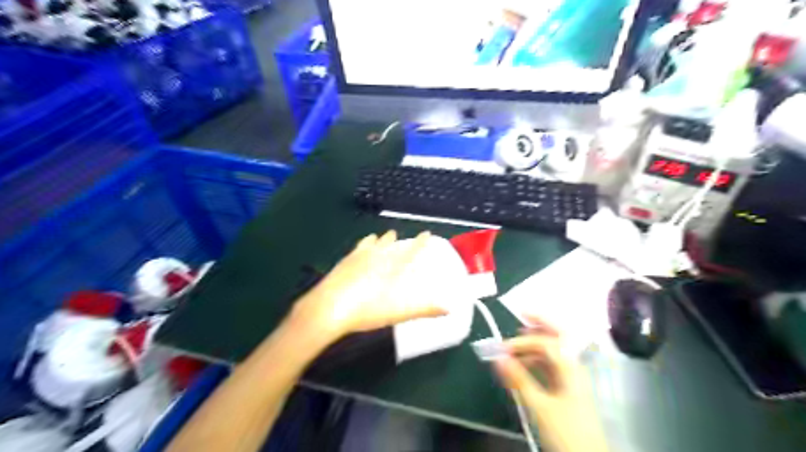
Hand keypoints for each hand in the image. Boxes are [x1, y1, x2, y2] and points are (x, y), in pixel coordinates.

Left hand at [293, 232, 450, 339]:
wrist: (329, 308)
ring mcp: (358, 258)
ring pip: (372, 243)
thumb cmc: (366, 310)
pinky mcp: (343, 263)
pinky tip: (359, 247)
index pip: (410, 251)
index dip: (420, 242)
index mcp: (391, 267)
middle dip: (396, 239)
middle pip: (389, 244)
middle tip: (398, 235)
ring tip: (381, 236)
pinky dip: (363, 244)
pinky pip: (357, 248)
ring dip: (379, 239)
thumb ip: (424, 309)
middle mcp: (377, 257)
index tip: (427, 232)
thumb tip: (449, 308)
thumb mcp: (399, 313)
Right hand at [494, 317, 607, 451]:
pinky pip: (551, 365)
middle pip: (559, 336)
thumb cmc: (568, 433)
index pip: (546, 343)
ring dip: (535, 343)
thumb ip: (519, 380)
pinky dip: (536, 359)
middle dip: (541, 322)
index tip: (502, 349)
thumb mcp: (540, 407)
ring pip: (554, 351)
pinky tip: (523, 363)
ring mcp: (571, 377)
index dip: (522, 342)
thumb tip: (498, 357)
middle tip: (522, 312)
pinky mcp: (567, 388)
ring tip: (515, 343)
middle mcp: (573, 367)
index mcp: (570, 368)